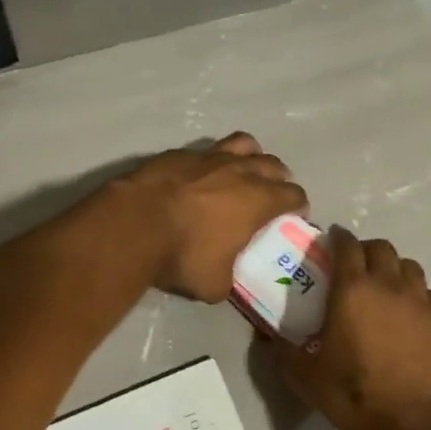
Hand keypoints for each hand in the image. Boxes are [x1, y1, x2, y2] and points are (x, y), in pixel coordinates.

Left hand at [113, 133, 306, 302]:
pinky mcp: (178, 153)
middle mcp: (240, 171)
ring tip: (243, 172)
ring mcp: (208, 157)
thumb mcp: (214, 284)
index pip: (294, 194)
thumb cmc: (182, 255)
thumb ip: (229, 277)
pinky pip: (205, 151)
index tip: (293, 216)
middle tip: (271, 195)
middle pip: (273, 165)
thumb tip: (225, 277)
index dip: (297, 205)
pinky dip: (210, 162)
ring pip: (243, 144)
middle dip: (278, 178)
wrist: (133, 225)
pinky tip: (199, 176)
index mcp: (259, 200)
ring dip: (251, 157)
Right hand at [280, 227, 430, 429]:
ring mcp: (423, 303)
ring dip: (395, 270)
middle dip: (367, 249)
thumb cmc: (354, 395)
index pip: (347, 246)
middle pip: (381, 248)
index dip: (339, 237)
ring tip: (387, 287)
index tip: (333, 238)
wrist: (416, 425)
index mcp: (352, 290)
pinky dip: (420, 297)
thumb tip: (269, 339)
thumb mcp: (305, 377)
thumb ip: (284, 352)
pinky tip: (414, 315)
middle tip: (357, 265)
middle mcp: (389, 286)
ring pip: (410, 267)